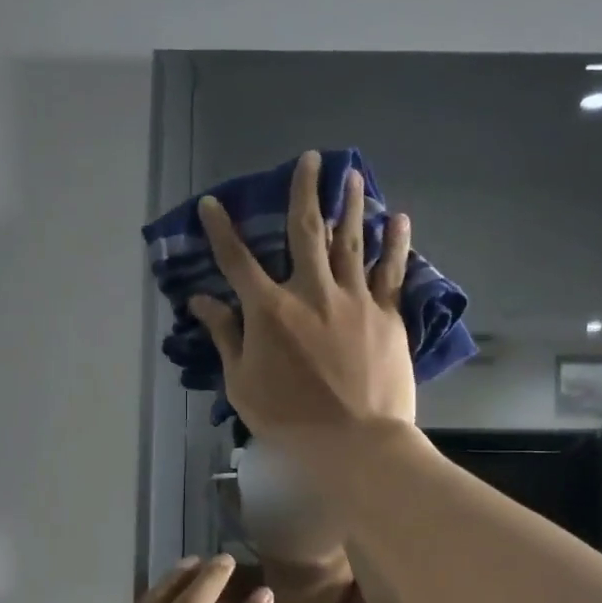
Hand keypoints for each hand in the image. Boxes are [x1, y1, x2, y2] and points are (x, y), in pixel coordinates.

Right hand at [189, 150, 416, 436]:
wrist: (354, 443)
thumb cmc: (289, 420)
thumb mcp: (242, 383)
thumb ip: (225, 337)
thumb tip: (201, 302)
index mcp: (270, 310)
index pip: (237, 260)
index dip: (220, 230)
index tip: (211, 204)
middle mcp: (311, 291)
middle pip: (305, 230)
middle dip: (304, 191)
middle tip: (311, 159)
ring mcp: (354, 299)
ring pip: (352, 240)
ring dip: (351, 204)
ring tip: (353, 174)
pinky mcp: (387, 315)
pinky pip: (392, 271)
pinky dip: (395, 243)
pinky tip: (399, 219)